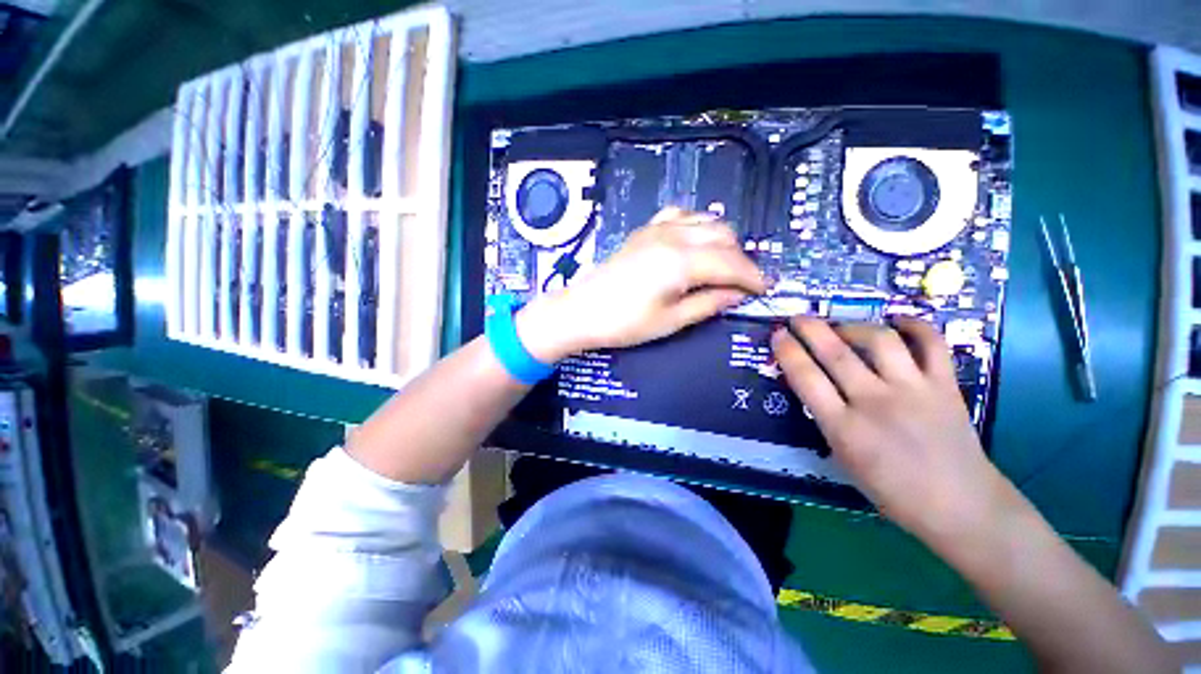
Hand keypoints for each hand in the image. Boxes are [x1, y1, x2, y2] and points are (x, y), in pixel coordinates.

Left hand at [517, 208, 766, 361]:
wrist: (581, 310)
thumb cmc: (625, 323)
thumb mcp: (672, 320)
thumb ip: (709, 303)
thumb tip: (737, 295)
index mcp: (682, 261)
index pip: (732, 263)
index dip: (753, 277)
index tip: (765, 290)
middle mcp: (674, 236)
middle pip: (724, 237)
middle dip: (741, 259)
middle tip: (743, 284)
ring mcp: (658, 228)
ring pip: (706, 221)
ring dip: (723, 241)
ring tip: (724, 265)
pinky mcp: (645, 230)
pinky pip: (681, 215)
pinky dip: (698, 225)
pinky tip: (696, 241)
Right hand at [771, 316, 1015, 544]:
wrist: (961, 506)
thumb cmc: (892, 491)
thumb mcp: (843, 458)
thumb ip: (827, 419)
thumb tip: (814, 387)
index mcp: (844, 429)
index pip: (806, 378)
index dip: (788, 352)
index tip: (777, 335)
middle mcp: (876, 403)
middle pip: (836, 353)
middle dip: (810, 329)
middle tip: (797, 318)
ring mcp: (914, 391)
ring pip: (880, 340)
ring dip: (854, 326)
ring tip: (843, 327)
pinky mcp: (946, 386)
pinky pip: (931, 344)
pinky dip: (914, 325)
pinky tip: (897, 321)